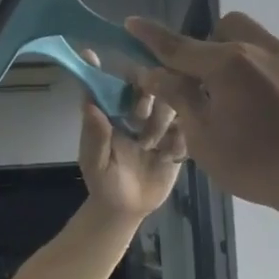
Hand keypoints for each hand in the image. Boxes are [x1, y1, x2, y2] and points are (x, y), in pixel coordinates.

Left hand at [77, 49, 185, 218]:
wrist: (127, 209)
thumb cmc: (104, 183)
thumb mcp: (94, 162)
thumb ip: (94, 135)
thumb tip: (89, 103)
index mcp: (116, 112)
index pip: (118, 84)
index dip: (122, 74)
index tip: (130, 68)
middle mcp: (139, 113)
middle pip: (152, 87)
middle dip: (150, 93)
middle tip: (142, 115)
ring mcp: (161, 126)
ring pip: (173, 105)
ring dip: (164, 118)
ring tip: (152, 145)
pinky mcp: (179, 142)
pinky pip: (188, 130)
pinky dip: (181, 139)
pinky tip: (168, 156)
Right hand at [124, 12, 278, 213]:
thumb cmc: (256, 166)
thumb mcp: (204, 139)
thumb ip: (179, 98)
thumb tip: (154, 72)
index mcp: (229, 65)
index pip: (179, 46)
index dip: (152, 36)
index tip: (132, 23)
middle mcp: (266, 51)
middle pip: (229, 28)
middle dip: (211, 44)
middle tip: (208, 82)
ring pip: (264, 46)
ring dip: (247, 64)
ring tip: (252, 106)